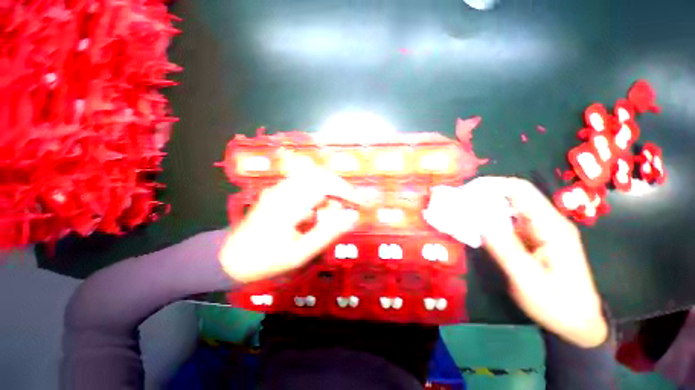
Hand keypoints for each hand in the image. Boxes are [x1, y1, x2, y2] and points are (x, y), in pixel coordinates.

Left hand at [219, 155, 362, 283]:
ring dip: (328, 195)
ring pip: (314, 179)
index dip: (347, 191)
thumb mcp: (300, 252)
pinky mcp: (278, 192)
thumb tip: (352, 216)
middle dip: (339, 191)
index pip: (326, 183)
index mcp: (289, 202)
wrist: (229, 258)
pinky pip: (305, 186)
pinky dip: (318, 197)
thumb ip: (328, 233)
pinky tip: (315, 215)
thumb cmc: (265, 259)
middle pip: (321, 176)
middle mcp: (284, 188)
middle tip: (347, 209)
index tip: (361, 204)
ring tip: (328, 216)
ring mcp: (280, 188)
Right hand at [426, 176, 607, 347]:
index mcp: (552, 227)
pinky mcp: (532, 239)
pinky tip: (475, 226)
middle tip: (458, 201)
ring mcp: (540, 230)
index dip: (492, 185)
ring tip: (461, 211)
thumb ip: (505, 249)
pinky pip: (507, 222)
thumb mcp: (528, 281)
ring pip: (509, 208)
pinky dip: (489, 220)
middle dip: (484, 194)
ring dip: (484, 206)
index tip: (466, 190)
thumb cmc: (557, 305)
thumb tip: (479, 222)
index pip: (521, 191)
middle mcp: (547, 222)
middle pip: (513, 196)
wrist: (577, 322)